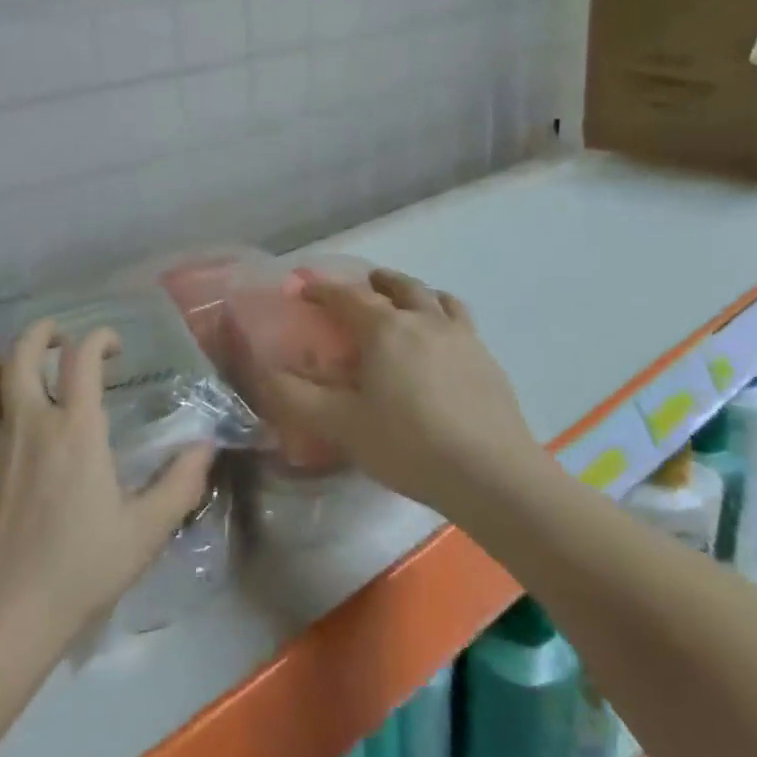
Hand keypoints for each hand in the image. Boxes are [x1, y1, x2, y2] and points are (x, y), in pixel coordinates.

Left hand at [0, 319, 216, 652]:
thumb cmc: (77, 570)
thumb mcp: (144, 532)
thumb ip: (180, 483)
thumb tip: (205, 445)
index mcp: (74, 428)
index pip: (82, 357)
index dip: (99, 337)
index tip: (113, 346)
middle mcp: (28, 421)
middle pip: (21, 350)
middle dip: (42, 331)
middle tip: (62, 337)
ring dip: (9, 360)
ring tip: (29, 368)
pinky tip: (12, 429)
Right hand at [250, 269, 540, 517]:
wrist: (493, 475)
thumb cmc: (409, 446)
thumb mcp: (342, 426)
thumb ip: (296, 398)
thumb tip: (263, 373)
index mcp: (384, 329)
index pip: (346, 296)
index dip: (321, 289)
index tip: (303, 288)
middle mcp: (423, 320)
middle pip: (397, 285)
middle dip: (374, 281)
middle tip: (361, 287)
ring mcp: (460, 336)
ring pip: (434, 296)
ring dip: (412, 292)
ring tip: (404, 304)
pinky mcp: (486, 357)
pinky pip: (460, 319)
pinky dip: (443, 313)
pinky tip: (442, 338)